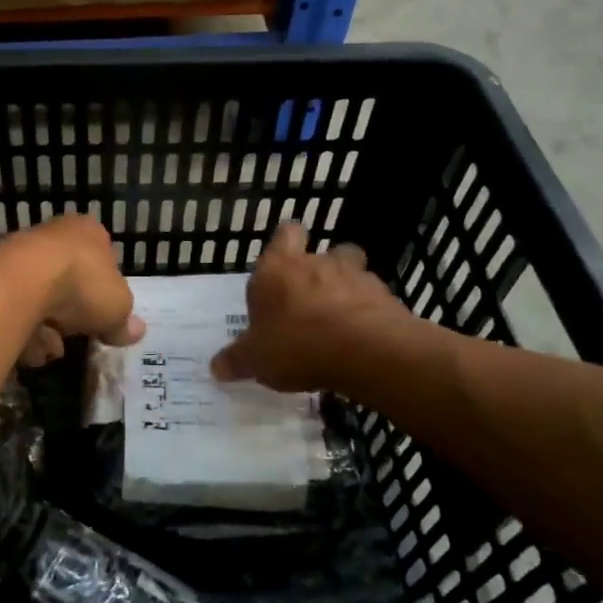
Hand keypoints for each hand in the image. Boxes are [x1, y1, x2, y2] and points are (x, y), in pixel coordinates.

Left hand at [0, 215, 144, 367]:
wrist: (22, 281)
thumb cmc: (82, 284)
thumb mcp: (118, 307)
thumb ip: (124, 321)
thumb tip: (134, 331)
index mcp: (88, 231)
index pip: (102, 256)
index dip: (105, 289)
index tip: (104, 314)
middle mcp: (52, 235)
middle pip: (68, 281)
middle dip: (71, 314)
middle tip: (76, 333)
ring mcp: (20, 254)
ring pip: (39, 299)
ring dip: (46, 328)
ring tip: (50, 347)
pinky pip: (15, 311)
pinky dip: (23, 331)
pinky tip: (28, 347)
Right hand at [211, 222, 408, 391]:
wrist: (365, 351)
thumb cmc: (296, 345)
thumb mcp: (256, 360)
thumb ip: (237, 360)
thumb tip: (216, 368)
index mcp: (277, 269)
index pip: (285, 235)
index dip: (285, 244)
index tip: (283, 262)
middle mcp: (316, 263)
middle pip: (323, 252)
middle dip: (319, 270)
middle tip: (309, 297)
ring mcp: (355, 277)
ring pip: (353, 271)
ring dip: (347, 288)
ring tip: (339, 318)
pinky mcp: (386, 298)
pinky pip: (375, 300)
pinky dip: (368, 312)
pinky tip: (361, 337)